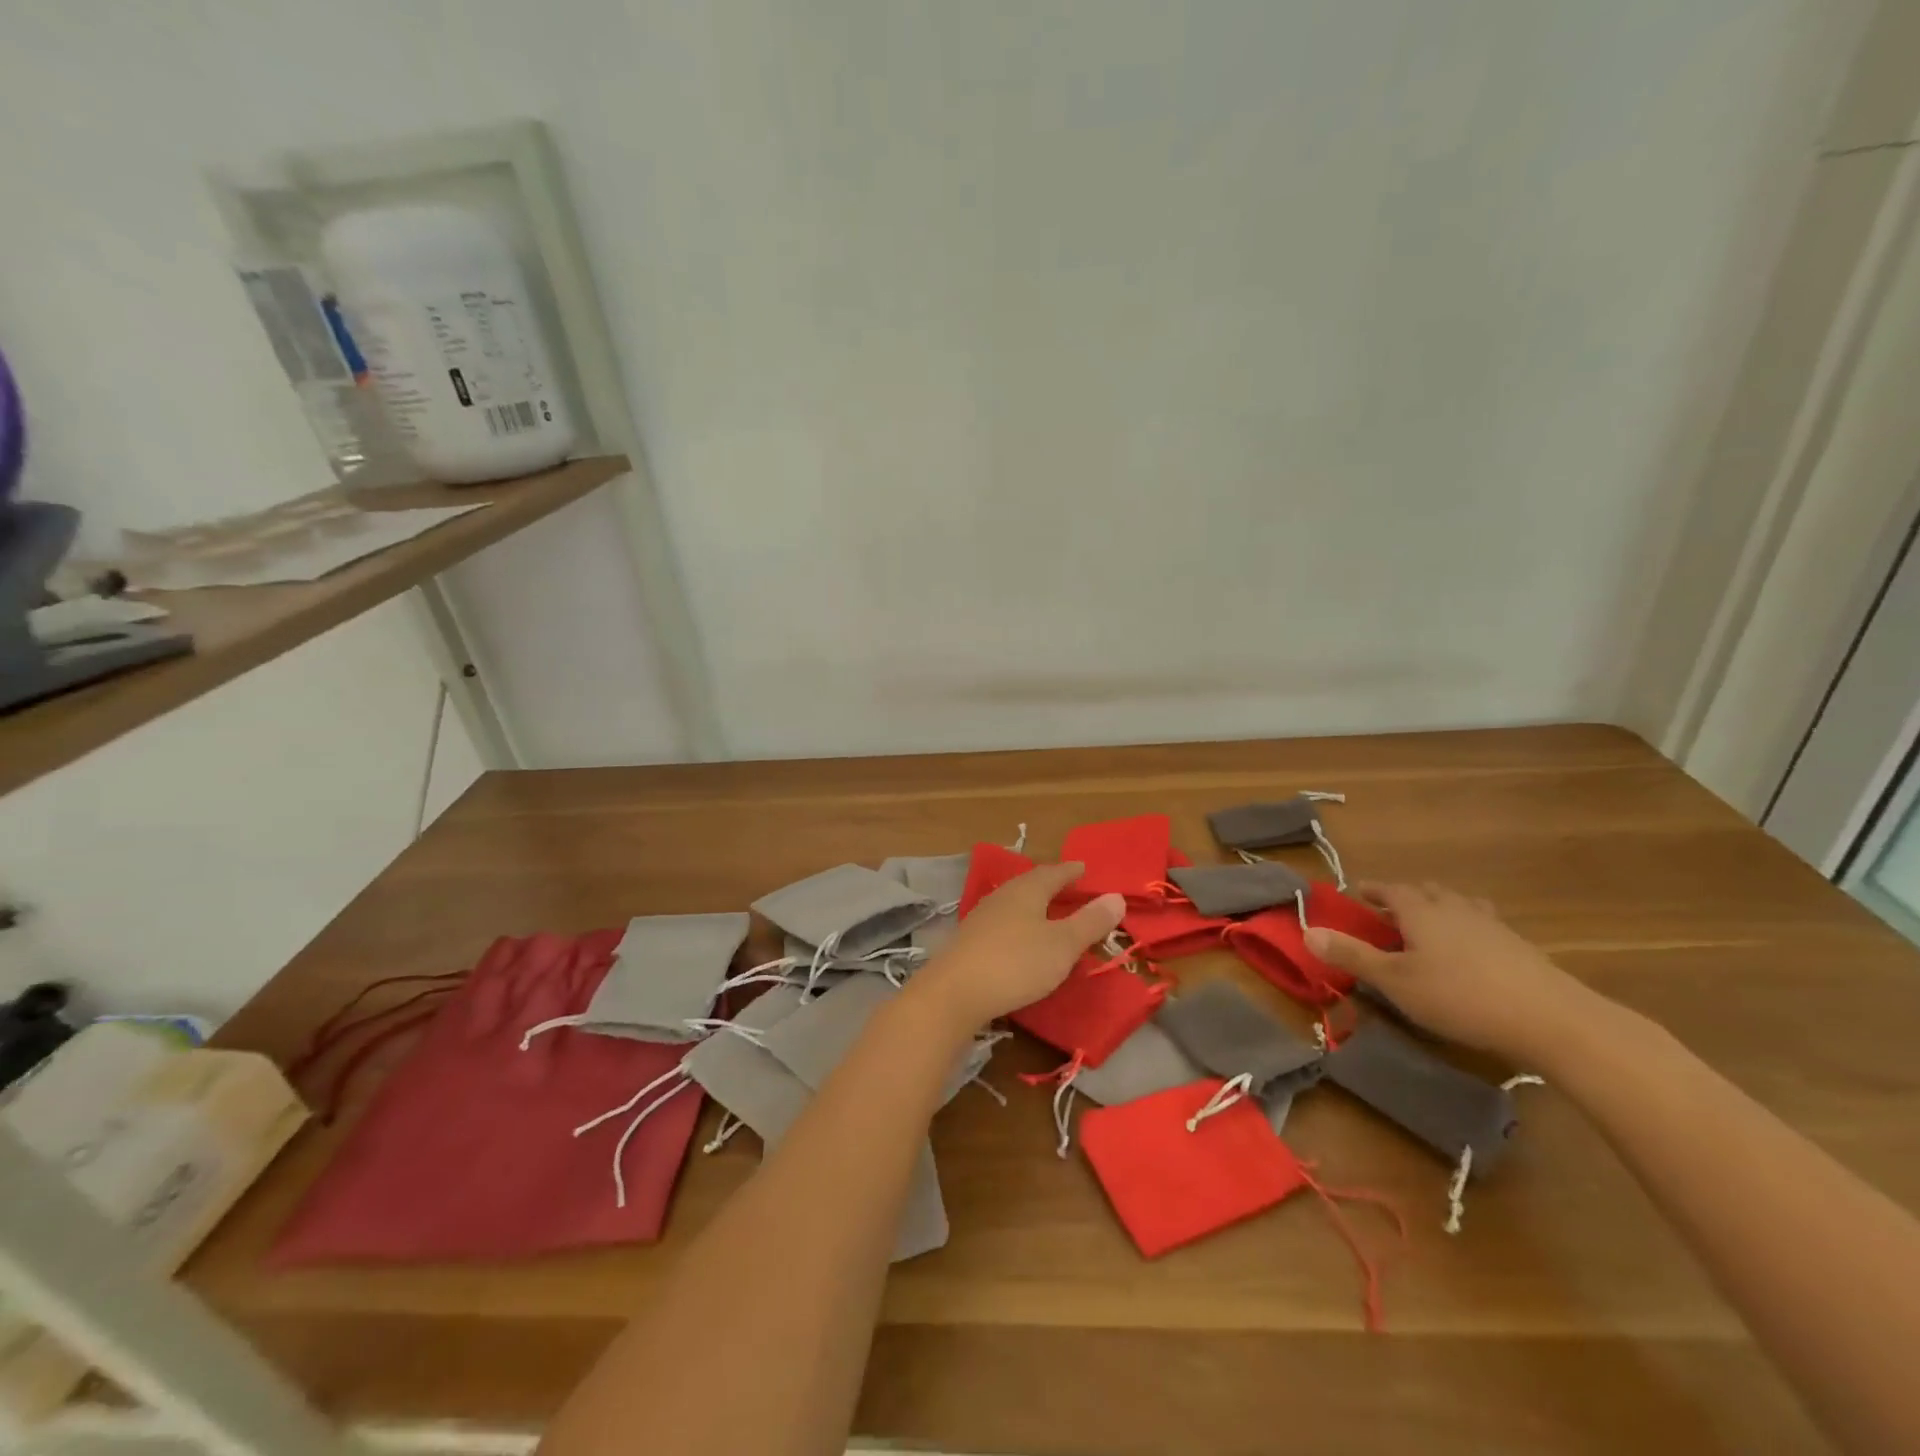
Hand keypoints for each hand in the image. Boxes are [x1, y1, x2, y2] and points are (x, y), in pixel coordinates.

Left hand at [909, 862, 1124, 1030]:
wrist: (954, 992)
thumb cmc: (1016, 963)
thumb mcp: (1062, 945)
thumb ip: (1089, 922)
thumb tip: (1116, 896)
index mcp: (1026, 891)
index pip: (1052, 873)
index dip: (1070, 871)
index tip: (1083, 868)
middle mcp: (1002, 897)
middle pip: (1029, 884)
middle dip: (1050, 884)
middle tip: (1068, 886)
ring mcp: (981, 918)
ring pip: (1013, 902)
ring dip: (1032, 903)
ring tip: (1046, 910)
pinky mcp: (969, 941)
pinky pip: (1001, 921)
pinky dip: (1018, 923)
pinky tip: (1019, 937)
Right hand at [1305, 881, 1603, 1063]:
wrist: (1551, 1019)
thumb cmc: (1459, 996)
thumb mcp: (1395, 981)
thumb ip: (1352, 956)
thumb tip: (1307, 931)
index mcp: (1420, 911)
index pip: (1391, 889)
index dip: (1373, 890)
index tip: (1358, 893)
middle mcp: (1454, 908)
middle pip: (1427, 891)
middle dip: (1405, 896)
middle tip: (1390, 911)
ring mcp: (1492, 925)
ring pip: (1459, 904)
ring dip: (1440, 908)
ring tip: (1431, 925)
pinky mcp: (1519, 947)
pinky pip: (1484, 924)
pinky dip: (1468, 928)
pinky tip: (1471, 952)